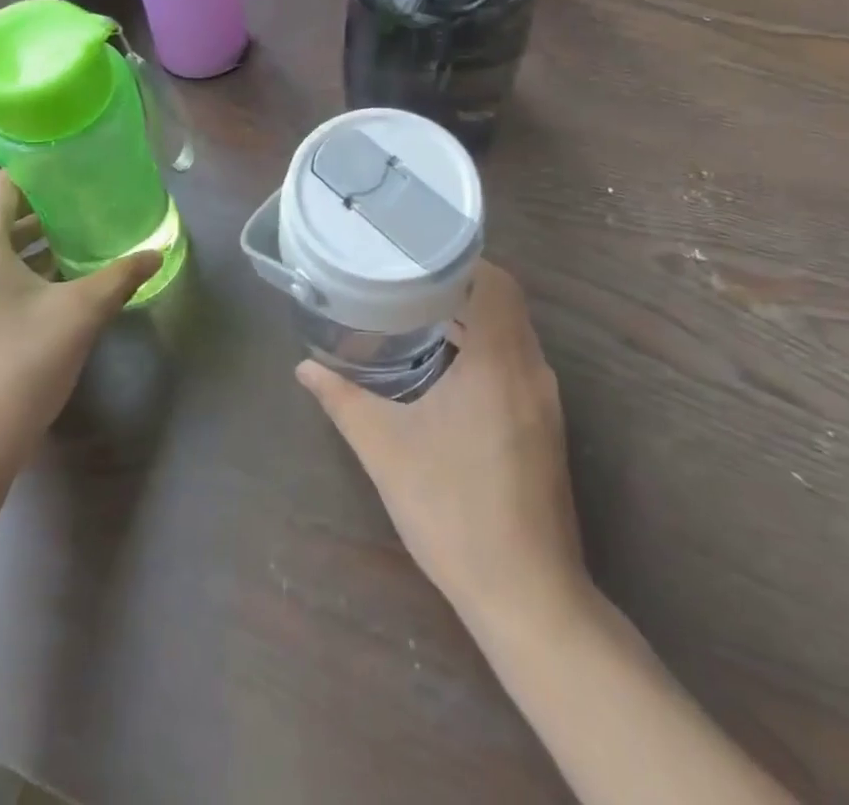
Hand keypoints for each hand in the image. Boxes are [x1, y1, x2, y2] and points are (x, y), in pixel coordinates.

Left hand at [0, 172, 160, 483]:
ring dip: (30, 243)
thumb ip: (118, 277)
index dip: (42, 173)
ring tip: (80, 242)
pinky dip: (14, 270)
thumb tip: (155, 253)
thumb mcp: (78, 316)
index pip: (3, 183)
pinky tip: (53, 287)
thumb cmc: (15, 369)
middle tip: (90, 207)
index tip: (81, 174)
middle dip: (43, 209)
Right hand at [297, 261, 588, 626]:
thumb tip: (304, 368)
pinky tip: (446, 366)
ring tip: (418, 313)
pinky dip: (485, 347)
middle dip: (460, 285)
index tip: (416, 253)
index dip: (459, 259)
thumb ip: (343, 400)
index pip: (495, 282)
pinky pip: (516, 361)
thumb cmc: (453, 510)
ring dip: (473, 317)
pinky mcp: (545, 425)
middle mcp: (532, 370)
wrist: (526, 594)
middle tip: (405, 279)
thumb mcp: (386, 449)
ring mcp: (545, 399)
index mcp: (500, 362)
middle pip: (506, 302)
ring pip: (513, 333)